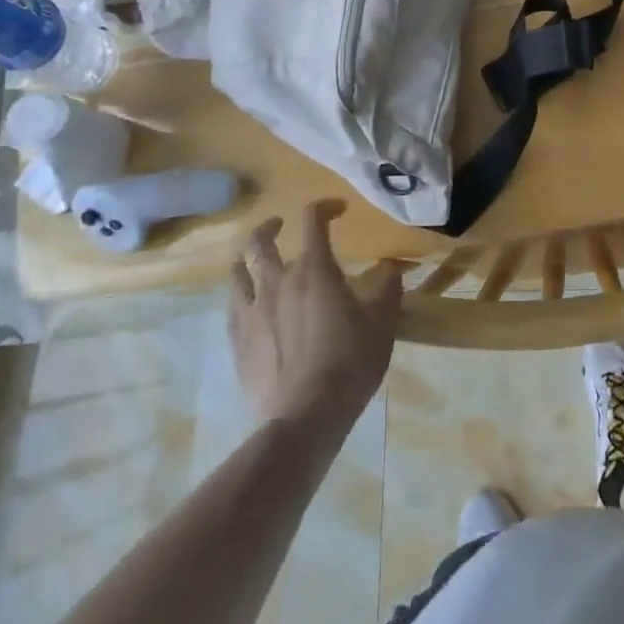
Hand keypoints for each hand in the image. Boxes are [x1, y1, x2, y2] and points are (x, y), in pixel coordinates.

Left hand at [228, 201, 401, 435]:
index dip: (325, 207)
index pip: (313, 219)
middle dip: (270, 226)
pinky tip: (248, 304)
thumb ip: (387, 291)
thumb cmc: (349, 363)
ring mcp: (253, 310)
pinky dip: (240, 296)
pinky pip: (232, 307)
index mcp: (314, 269)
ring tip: (253, 261)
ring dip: (246, 258)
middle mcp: (278, 281)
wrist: (305, 417)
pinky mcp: (238, 340)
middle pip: (260, 240)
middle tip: (280, 226)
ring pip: (237, 271)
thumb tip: (391, 270)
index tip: (338, 211)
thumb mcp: (382, 324)